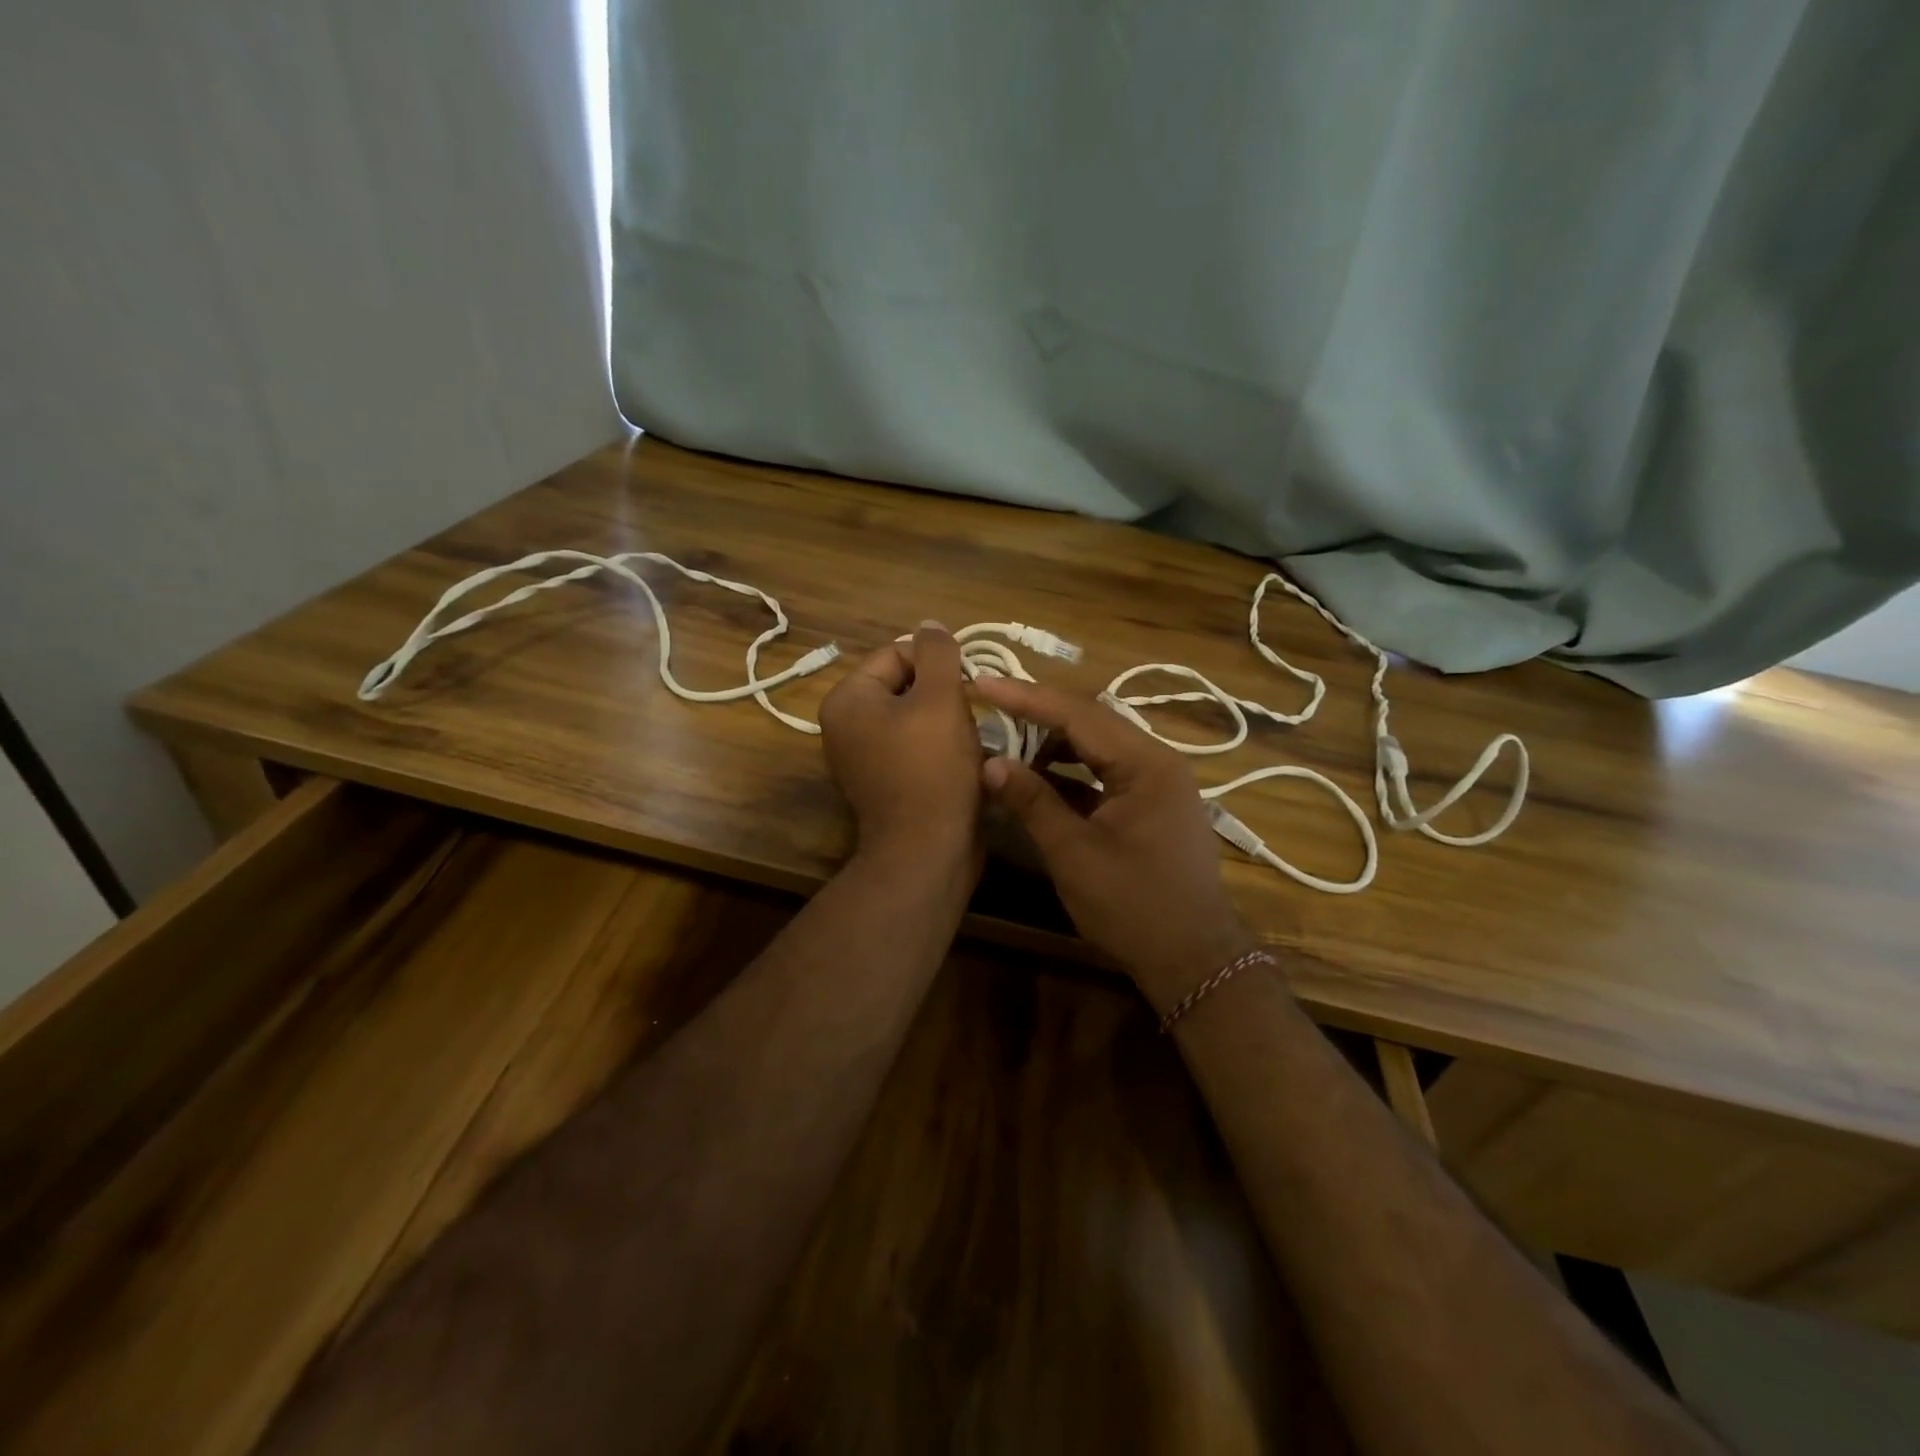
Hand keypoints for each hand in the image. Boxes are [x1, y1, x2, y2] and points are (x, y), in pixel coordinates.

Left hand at [818, 622, 982, 861]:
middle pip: (904, 686)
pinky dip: (939, 748)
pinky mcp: (884, 783)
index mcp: (848, 699)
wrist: (927, 851)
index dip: (937, 663)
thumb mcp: (940, 699)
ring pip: (914, 718)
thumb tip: (931, 625)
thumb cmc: (932, 769)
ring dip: (946, 722)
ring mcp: (862, 758)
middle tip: (971, 713)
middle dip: (942, 694)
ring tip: (970, 739)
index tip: (967, 685)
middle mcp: (845, 726)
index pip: (897, 654)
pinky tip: (963, 760)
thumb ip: (937, 653)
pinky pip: (914, 748)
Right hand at [973, 678, 1257, 1011]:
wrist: (1193, 960)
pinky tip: (1037, 782)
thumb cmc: (1134, 906)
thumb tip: (990, 763)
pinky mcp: (1150, 805)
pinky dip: (1070, 775)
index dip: (1026, 698)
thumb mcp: (1074, 853)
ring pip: (1097, 748)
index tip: (982, 683)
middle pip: (1090, 723)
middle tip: (989, 708)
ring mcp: (1157, 783)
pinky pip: (1105, 774)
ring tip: (1007, 748)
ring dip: (1053, 747)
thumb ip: (1032, 801)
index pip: (1078, 715)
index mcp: (1147, 764)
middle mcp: (1158, 761)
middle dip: (1038, 716)